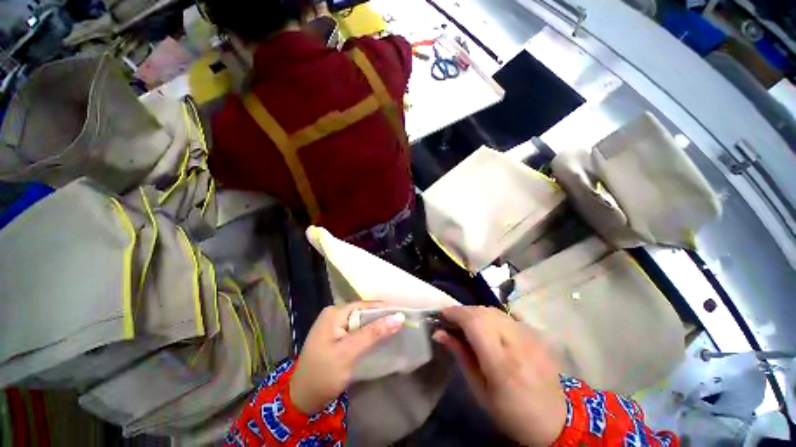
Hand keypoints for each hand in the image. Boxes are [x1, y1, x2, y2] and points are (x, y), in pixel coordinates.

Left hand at [289, 302, 405, 413]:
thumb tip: (399, 317)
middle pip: (363, 312)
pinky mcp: (335, 336)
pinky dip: (368, 334)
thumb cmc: (323, 375)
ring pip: (361, 322)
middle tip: (402, 324)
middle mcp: (334, 314)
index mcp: (334, 313)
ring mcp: (333, 325)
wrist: (301, 400)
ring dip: (376, 327)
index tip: (403, 314)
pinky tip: (379, 338)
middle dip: (381, 318)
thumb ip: (374, 333)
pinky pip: (356, 330)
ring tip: (395, 329)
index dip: (385, 309)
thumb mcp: (349, 353)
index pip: (365, 305)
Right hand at [433, 306, 566, 445]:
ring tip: (467, 322)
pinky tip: (487, 326)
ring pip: (495, 310)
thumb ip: (461, 357)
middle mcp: (517, 343)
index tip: (442, 314)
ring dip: (476, 312)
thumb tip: (440, 333)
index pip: (475, 323)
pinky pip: (507, 315)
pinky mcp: (536, 333)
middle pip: (483, 312)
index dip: (456, 313)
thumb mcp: (480, 392)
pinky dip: (491, 316)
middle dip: (463, 311)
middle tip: (451, 320)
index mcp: (502, 364)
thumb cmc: (513, 413)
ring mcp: (530, 335)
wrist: (558, 419)